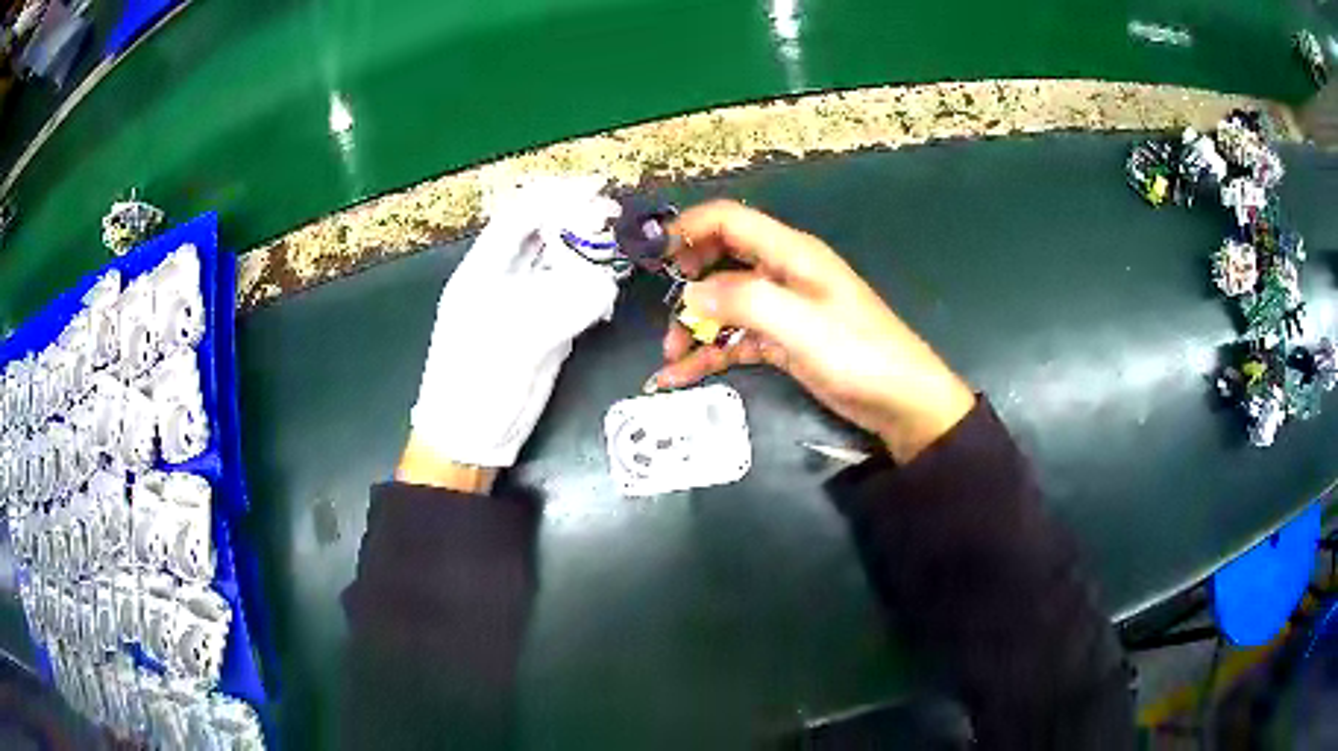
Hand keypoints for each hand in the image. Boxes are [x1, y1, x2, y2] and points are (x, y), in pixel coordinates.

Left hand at [402, 178, 621, 484]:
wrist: (470, 436)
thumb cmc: (474, 384)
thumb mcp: (512, 341)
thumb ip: (559, 308)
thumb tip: (605, 286)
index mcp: (482, 270)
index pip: (518, 216)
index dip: (555, 196)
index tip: (595, 187)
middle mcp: (504, 278)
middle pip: (543, 234)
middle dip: (577, 220)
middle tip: (615, 218)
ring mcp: (525, 302)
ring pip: (560, 263)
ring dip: (588, 253)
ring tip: (618, 250)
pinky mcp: (545, 327)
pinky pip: (572, 295)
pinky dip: (592, 288)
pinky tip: (608, 286)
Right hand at [649, 201, 974, 462]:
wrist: (902, 402)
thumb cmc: (858, 355)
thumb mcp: (800, 325)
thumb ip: (743, 301)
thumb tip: (689, 293)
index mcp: (790, 253)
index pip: (728, 220)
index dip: (687, 228)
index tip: (652, 256)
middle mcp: (782, 273)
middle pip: (721, 258)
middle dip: (687, 280)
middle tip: (664, 309)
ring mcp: (782, 308)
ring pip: (724, 303)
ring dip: (695, 324)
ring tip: (671, 357)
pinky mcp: (782, 341)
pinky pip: (735, 337)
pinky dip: (709, 352)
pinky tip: (683, 374)